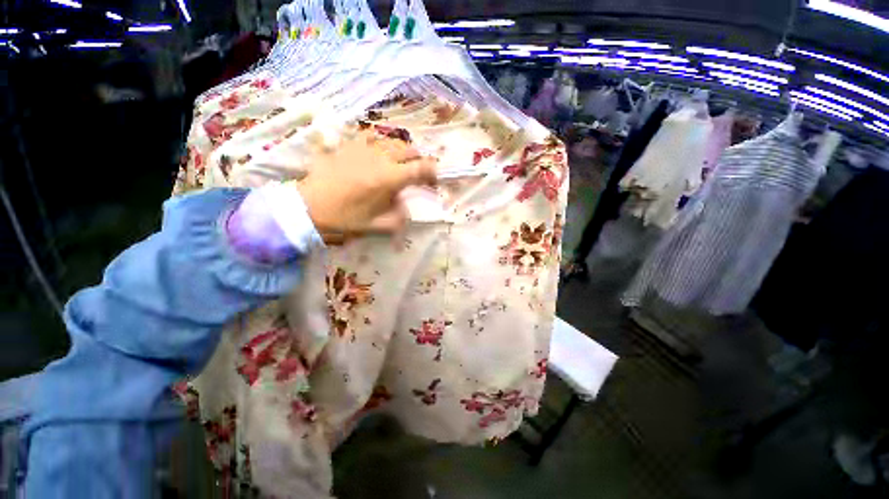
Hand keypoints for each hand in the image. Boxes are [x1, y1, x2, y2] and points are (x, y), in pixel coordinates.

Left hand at [293, 131, 436, 244]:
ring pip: (391, 140)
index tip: (434, 182)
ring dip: (398, 150)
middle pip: (409, 150)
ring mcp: (363, 147)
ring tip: (394, 161)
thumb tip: (406, 209)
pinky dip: (377, 141)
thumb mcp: (373, 228)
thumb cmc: (340, 220)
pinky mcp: (347, 144)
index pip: (423, 168)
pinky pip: (369, 135)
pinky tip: (372, 149)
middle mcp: (381, 157)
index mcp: (390, 178)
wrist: (306, 208)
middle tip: (413, 174)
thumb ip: (397, 219)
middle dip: (417, 161)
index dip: (434, 173)